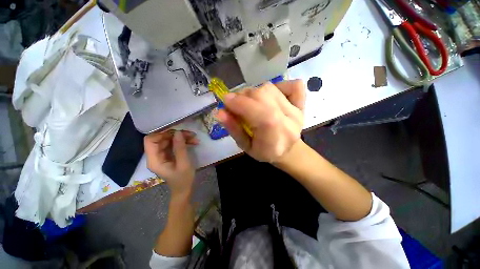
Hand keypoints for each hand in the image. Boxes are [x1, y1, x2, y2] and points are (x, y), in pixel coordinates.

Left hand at [144, 130, 198, 195]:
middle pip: (161, 138)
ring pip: (169, 140)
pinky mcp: (168, 155)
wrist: (184, 189)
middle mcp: (155, 156)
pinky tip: (193, 142)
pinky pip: (173, 144)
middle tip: (191, 135)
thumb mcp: (184, 164)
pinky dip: (182, 142)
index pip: (150, 140)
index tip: (177, 133)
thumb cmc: (183, 179)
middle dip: (176, 135)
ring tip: (194, 138)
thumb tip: (178, 132)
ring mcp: (162, 155)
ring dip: (181, 138)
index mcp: (154, 160)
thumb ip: (180, 148)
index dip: (162, 134)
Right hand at [216, 80, 304, 162]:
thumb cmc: (265, 152)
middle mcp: (290, 119)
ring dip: (254, 92)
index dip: (239, 102)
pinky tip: (270, 96)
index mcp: (276, 135)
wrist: (288, 151)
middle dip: (243, 96)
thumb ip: (233, 129)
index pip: (258, 111)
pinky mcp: (302, 103)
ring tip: (250, 103)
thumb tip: (220, 112)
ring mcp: (297, 109)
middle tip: (236, 105)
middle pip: (263, 95)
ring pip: (270, 88)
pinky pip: (293, 85)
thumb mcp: (245, 147)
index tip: (225, 101)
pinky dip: (278, 86)